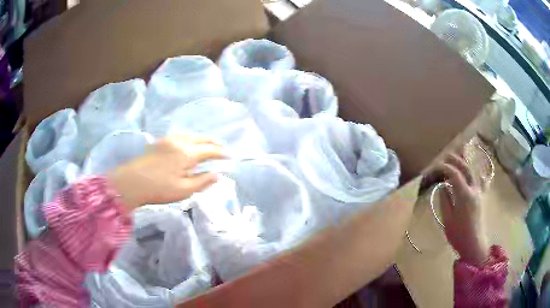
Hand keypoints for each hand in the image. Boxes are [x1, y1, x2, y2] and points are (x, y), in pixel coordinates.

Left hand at [107, 135, 225, 209]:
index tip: (230, 156)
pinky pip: (180, 136)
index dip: (221, 153)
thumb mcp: (183, 190)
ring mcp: (168, 140)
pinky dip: (190, 139)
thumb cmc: (158, 189)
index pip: (209, 150)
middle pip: (201, 138)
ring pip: (190, 135)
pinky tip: (189, 145)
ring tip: (207, 146)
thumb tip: (217, 175)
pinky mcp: (159, 142)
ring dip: (201, 139)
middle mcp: (179, 141)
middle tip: (221, 148)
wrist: (131, 182)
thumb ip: (202, 181)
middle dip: (213, 142)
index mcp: (186, 153)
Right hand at [427, 152, 489, 264]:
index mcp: (464, 195)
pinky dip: (480, 173)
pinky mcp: (482, 198)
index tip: (436, 166)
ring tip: (461, 156)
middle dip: (456, 160)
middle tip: (447, 156)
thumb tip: (443, 186)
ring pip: (475, 172)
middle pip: (466, 169)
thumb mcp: (448, 219)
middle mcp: (474, 190)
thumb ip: (445, 200)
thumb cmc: (458, 234)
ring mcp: (480, 193)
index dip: (445, 168)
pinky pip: (483, 181)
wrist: (473, 244)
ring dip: (466, 163)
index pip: (455, 175)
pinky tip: (478, 171)